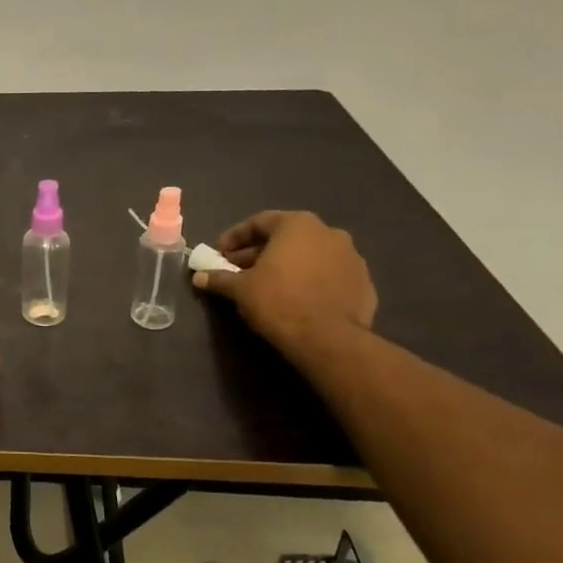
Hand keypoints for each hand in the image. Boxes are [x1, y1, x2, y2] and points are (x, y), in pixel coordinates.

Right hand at [192, 210, 376, 354]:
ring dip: (288, 266)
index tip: (219, 254)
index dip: (234, 238)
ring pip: (310, 255)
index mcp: (297, 225)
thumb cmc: (278, 302)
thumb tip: (199, 277)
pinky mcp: (364, 283)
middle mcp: (329, 232)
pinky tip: (296, 299)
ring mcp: (352, 257)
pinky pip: (329, 275)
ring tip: (268, 286)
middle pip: (286, 238)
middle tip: (239, 271)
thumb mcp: (240, 289)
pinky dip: (310, 281)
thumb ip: (219, 278)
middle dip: (260, 252)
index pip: (259, 222)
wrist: (329, 339)